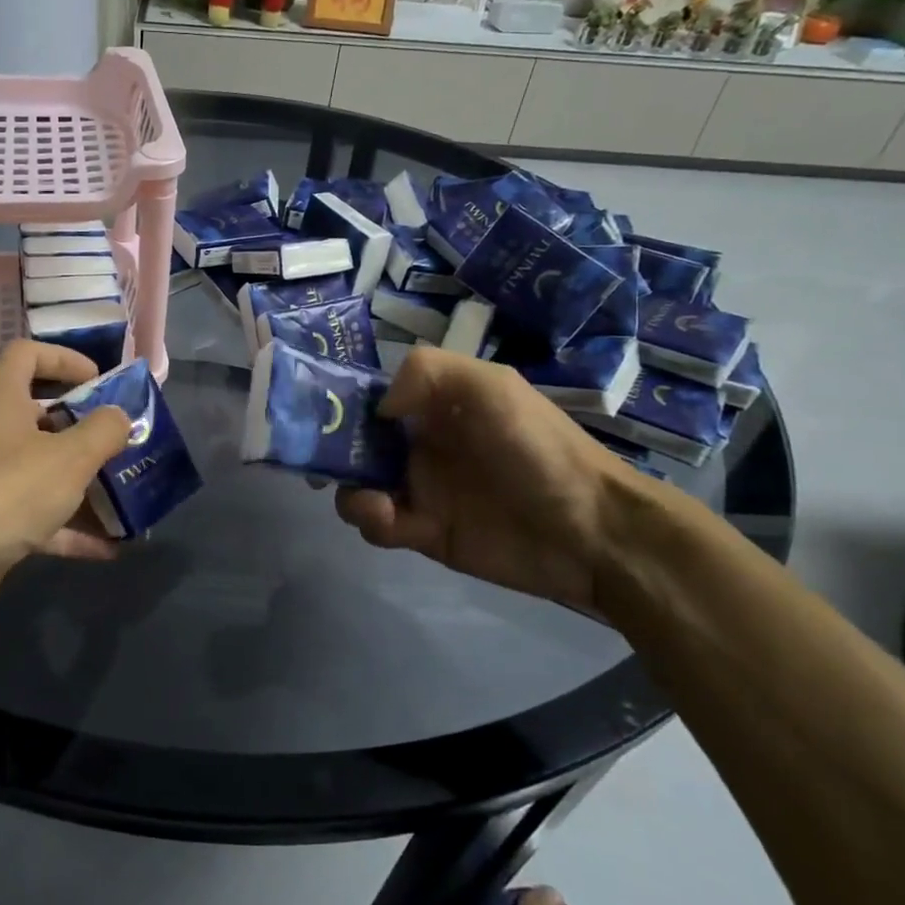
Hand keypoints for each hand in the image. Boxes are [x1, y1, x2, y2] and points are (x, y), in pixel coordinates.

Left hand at [0, 340, 131, 633]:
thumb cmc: (7, 493)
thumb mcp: (69, 458)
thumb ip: (103, 430)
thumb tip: (119, 416)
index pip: (28, 353)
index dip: (66, 359)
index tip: (100, 381)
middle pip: (38, 413)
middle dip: (83, 426)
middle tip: (119, 439)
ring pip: (39, 467)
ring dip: (81, 480)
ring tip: (124, 492)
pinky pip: (34, 513)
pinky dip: (68, 525)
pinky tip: (109, 546)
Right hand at [334, 348, 638, 615]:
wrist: (590, 531)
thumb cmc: (537, 449)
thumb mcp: (490, 388)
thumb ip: (426, 373)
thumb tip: (376, 407)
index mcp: (432, 403)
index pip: (371, 395)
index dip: (340, 402)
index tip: (313, 413)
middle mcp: (418, 441)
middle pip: (353, 442)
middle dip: (330, 451)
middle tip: (320, 463)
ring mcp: (419, 488)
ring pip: (357, 484)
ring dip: (349, 490)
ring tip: (370, 501)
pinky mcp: (422, 532)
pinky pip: (377, 524)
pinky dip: (371, 521)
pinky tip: (390, 520)